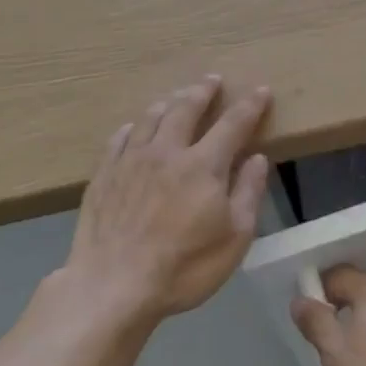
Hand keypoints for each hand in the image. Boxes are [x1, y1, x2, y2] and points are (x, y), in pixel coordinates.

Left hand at [65, 76, 270, 320]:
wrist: (113, 286)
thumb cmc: (184, 268)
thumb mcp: (234, 238)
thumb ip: (248, 193)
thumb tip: (256, 157)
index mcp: (203, 165)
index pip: (233, 124)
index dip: (250, 105)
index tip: (261, 90)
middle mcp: (167, 151)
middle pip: (186, 109)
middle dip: (203, 91)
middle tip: (212, 80)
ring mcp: (130, 160)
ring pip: (151, 118)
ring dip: (168, 102)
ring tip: (176, 97)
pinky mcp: (104, 175)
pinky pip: (119, 138)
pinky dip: (132, 127)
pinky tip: (134, 128)